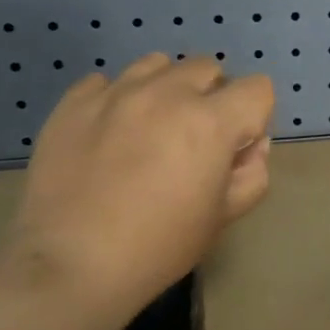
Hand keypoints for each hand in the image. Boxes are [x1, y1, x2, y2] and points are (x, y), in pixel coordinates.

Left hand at [8, 54, 273, 315]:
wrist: (72, 264)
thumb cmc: (160, 246)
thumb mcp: (224, 217)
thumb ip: (252, 173)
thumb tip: (247, 147)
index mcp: (210, 121)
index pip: (257, 88)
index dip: (254, 118)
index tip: (234, 150)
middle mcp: (166, 93)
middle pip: (208, 67)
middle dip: (212, 97)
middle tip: (193, 140)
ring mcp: (115, 92)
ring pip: (157, 65)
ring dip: (166, 90)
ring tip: (150, 130)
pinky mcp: (73, 102)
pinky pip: (106, 82)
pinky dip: (117, 100)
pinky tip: (109, 135)